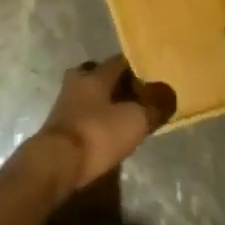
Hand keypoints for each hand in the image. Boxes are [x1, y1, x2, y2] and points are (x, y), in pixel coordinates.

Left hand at [31, 55, 175, 193]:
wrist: (57, 163)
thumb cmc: (97, 134)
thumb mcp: (134, 120)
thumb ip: (154, 106)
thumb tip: (168, 91)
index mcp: (95, 75)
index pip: (118, 61)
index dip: (136, 68)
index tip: (150, 77)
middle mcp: (77, 82)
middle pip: (99, 74)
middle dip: (116, 82)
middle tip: (135, 95)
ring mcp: (64, 103)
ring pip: (88, 94)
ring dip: (103, 101)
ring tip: (121, 115)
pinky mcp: (59, 124)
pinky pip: (81, 113)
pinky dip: (94, 118)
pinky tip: (104, 131)